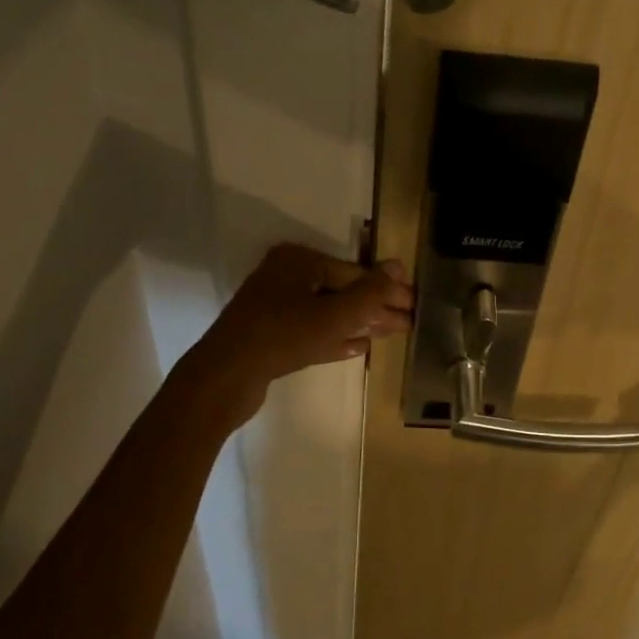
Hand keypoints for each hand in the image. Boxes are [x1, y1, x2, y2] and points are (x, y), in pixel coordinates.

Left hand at [181, 244, 413, 422]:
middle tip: (408, 323)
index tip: (414, 304)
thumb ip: (369, 292)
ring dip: (359, 324)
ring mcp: (274, 306)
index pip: (354, 272)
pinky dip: (335, 338)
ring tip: (390, 334)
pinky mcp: (270, 335)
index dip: (386, 290)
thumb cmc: (282, 337)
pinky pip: (312, 331)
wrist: (225, 377)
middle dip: (375, 308)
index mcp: (298, 261)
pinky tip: (360, 347)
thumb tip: (398, 266)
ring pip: (328, 312)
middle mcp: (285, 276)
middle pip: (341, 291)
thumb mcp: (334, 315)